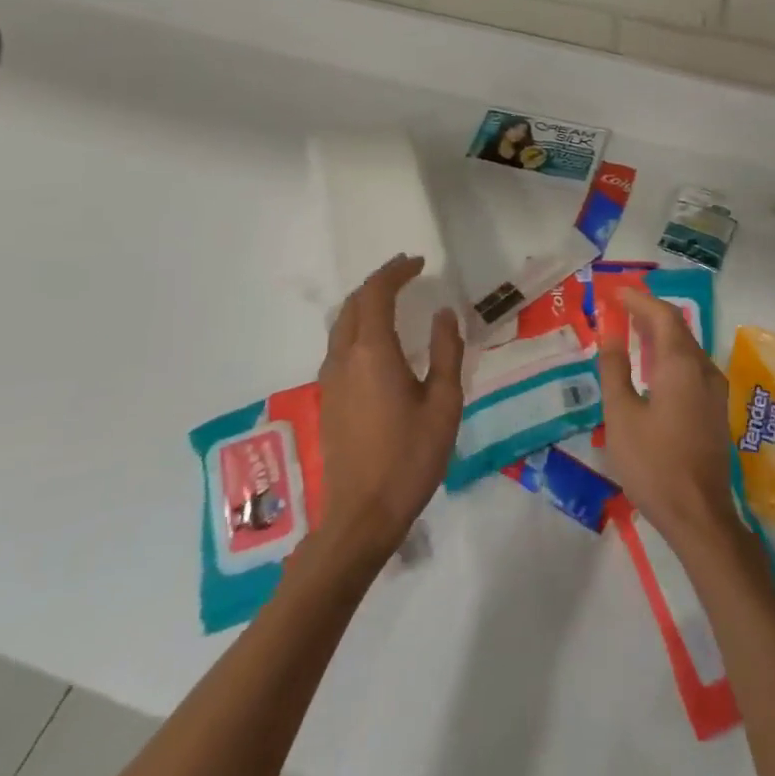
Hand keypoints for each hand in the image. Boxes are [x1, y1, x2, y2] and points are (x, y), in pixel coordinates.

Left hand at [312, 255, 463, 568]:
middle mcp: (344, 357)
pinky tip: (377, 339)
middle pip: (354, 303)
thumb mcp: (444, 402)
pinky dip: (358, 325)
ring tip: (393, 297)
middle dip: (379, 281)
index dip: (396, 272)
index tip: (419, 262)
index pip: (377, 294)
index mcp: (372, 352)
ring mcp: (330, 378)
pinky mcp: (328, 398)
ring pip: (342, 324)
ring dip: (365, 302)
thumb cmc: (411, 456)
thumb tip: (444, 314)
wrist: (362, 513)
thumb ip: (446, 352)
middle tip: (407, 271)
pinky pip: (339, 344)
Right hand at [596, 287, 740, 555]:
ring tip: (631, 331)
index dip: (639, 300)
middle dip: (649, 313)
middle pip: (677, 328)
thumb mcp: (621, 416)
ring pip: (687, 347)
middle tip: (620, 307)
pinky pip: (692, 366)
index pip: (662, 316)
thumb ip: (614, 370)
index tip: (616, 292)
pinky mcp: (715, 409)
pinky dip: (669, 355)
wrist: (698, 515)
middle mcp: (704, 369)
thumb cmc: (653, 464)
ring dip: (660, 334)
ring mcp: (714, 390)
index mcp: (681, 365)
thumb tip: (610, 335)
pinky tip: (652, 367)